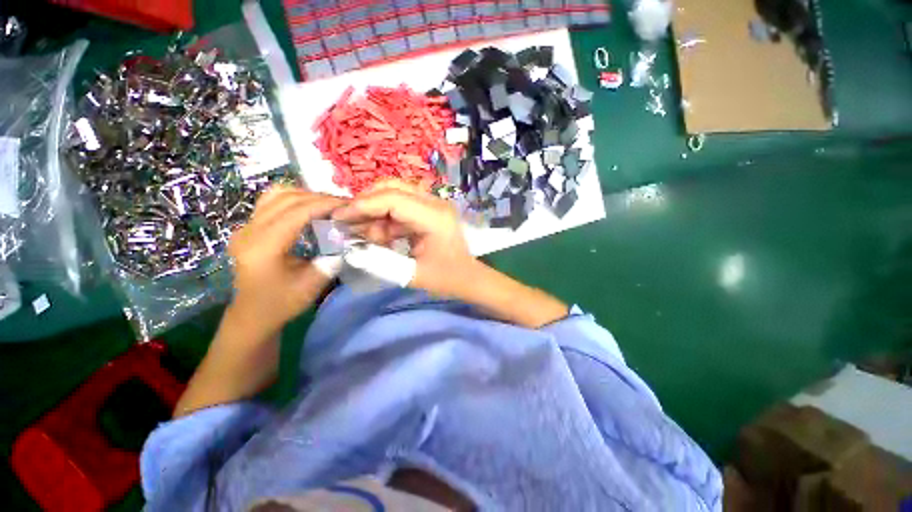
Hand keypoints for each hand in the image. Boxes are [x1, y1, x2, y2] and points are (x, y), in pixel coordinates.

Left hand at [227, 186, 345, 336]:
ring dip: (304, 194)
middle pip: (286, 198)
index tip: (348, 204)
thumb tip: (344, 236)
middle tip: (342, 204)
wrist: (253, 314)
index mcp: (264, 247)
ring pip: (276, 195)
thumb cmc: (283, 302)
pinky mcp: (248, 228)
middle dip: (318, 197)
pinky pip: (271, 202)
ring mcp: (245, 227)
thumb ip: (331, 258)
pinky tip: (308, 208)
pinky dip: (293, 199)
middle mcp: (249, 231)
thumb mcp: (313, 284)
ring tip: (326, 204)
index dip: (324, 204)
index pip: (296, 212)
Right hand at [335, 181, 567, 327]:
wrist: (469, 278)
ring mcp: (433, 205)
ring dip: (376, 213)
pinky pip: (402, 207)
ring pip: (395, 195)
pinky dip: (386, 219)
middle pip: (393, 188)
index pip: (393, 199)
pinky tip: (379, 236)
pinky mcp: (430, 211)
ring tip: (365, 235)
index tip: (339, 218)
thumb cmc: (447, 279)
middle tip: (349, 224)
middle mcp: (435, 204)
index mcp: (435, 217)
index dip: (363, 205)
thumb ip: (380, 260)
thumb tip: (350, 247)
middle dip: (367, 204)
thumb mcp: (412, 274)